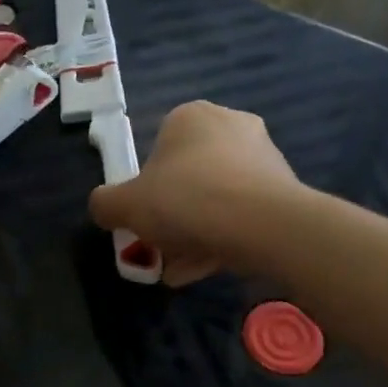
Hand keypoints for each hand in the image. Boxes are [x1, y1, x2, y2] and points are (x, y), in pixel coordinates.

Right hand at [89, 101, 298, 285]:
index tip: (143, 220)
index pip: (157, 151)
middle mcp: (230, 125)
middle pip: (186, 179)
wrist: (265, 224)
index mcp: (190, 116)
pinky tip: (209, 268)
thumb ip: (104, 204)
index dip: (145, 190)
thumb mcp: (125, 206)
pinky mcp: (284, 187)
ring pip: (214, 200)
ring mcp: (262, 155)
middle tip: (161, 249)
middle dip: (171, 218)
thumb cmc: (187, 201)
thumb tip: (104, 208)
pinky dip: (223, 238)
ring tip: (182, 270)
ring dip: (194, 235)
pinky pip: (241, 214)